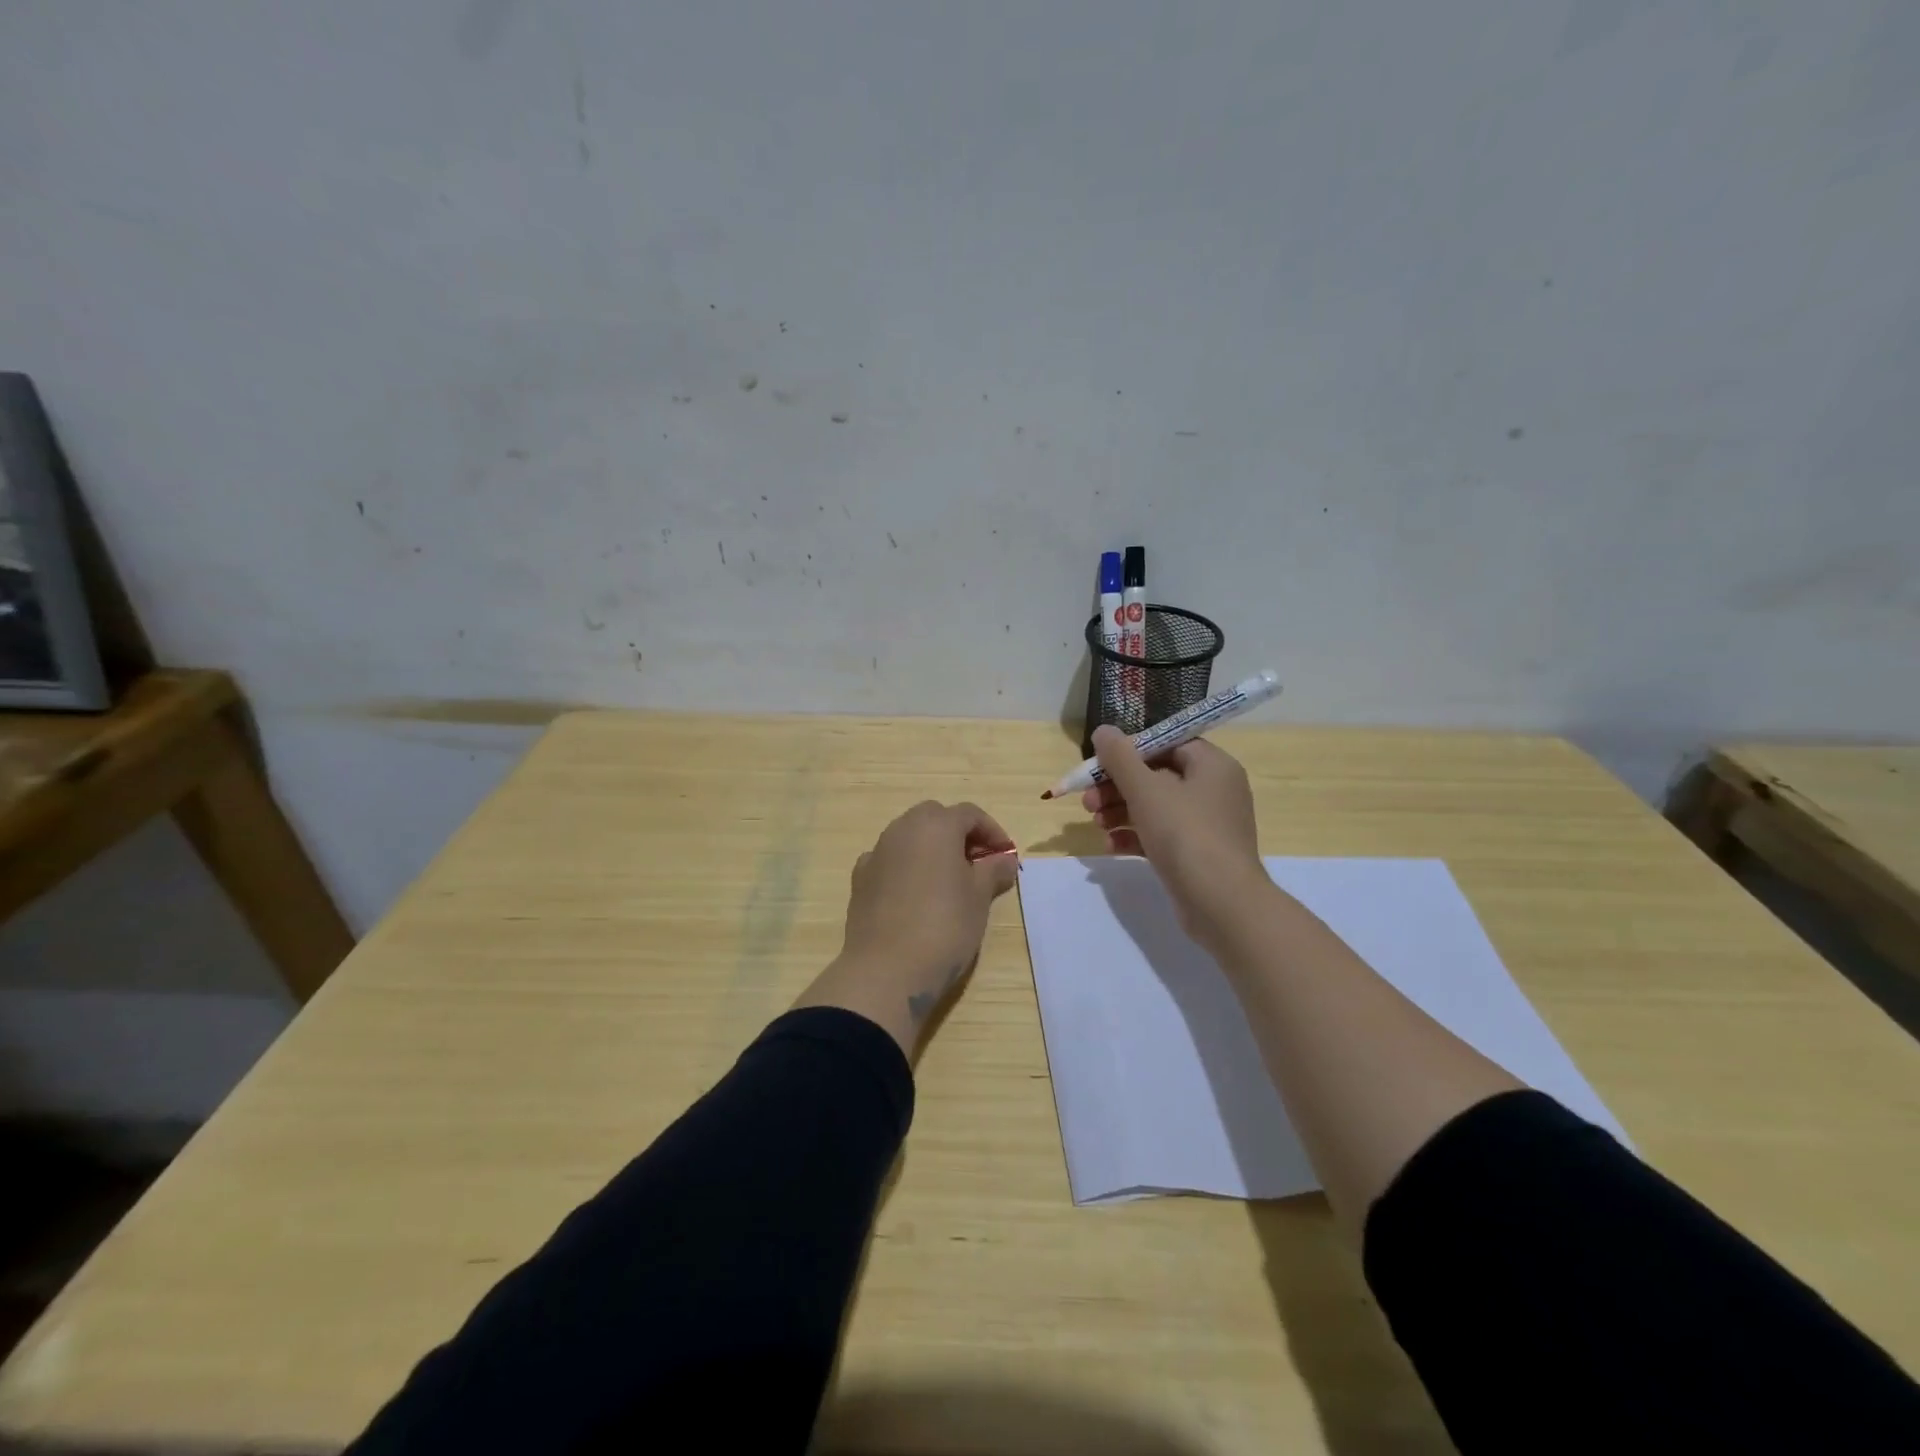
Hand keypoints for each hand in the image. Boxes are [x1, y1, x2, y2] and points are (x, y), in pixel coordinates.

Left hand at [795, 801, 1019, 1056]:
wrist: (887, 969)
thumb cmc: (944, 927)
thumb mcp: (979, 898)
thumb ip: (994, 871)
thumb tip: (1006, 859)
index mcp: (935, 826)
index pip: (970, 814)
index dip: (993, 831)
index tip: (1006, 856)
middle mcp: (902, 829)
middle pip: (935, 818)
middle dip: (959, 834)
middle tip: (978, 863)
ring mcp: (876, 852)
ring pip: (909, 836)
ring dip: (931, 848)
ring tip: (949, 880)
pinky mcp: (860, 878)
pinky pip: (889, 860)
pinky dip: (906, 867)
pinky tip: (915, 894)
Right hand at [1082, 727, 1265, 940]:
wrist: (1222, 904)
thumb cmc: (1186, 834)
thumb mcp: (1146, 790)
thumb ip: (1120, 758)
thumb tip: (1103, 730)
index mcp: (1212, 765)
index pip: (1168, 743)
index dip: (1131, 750)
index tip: (1100, 763)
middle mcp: (1214, 790)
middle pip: (1156, 776)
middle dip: (1117, 787)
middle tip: (1087, 800)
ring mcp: (1207, 825)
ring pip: (1155, 808)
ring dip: (1120, 812)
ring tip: (1095, 823)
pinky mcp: (1197, 855)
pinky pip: (1161, 836)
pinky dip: (1135, 837)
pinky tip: (1110, 846)